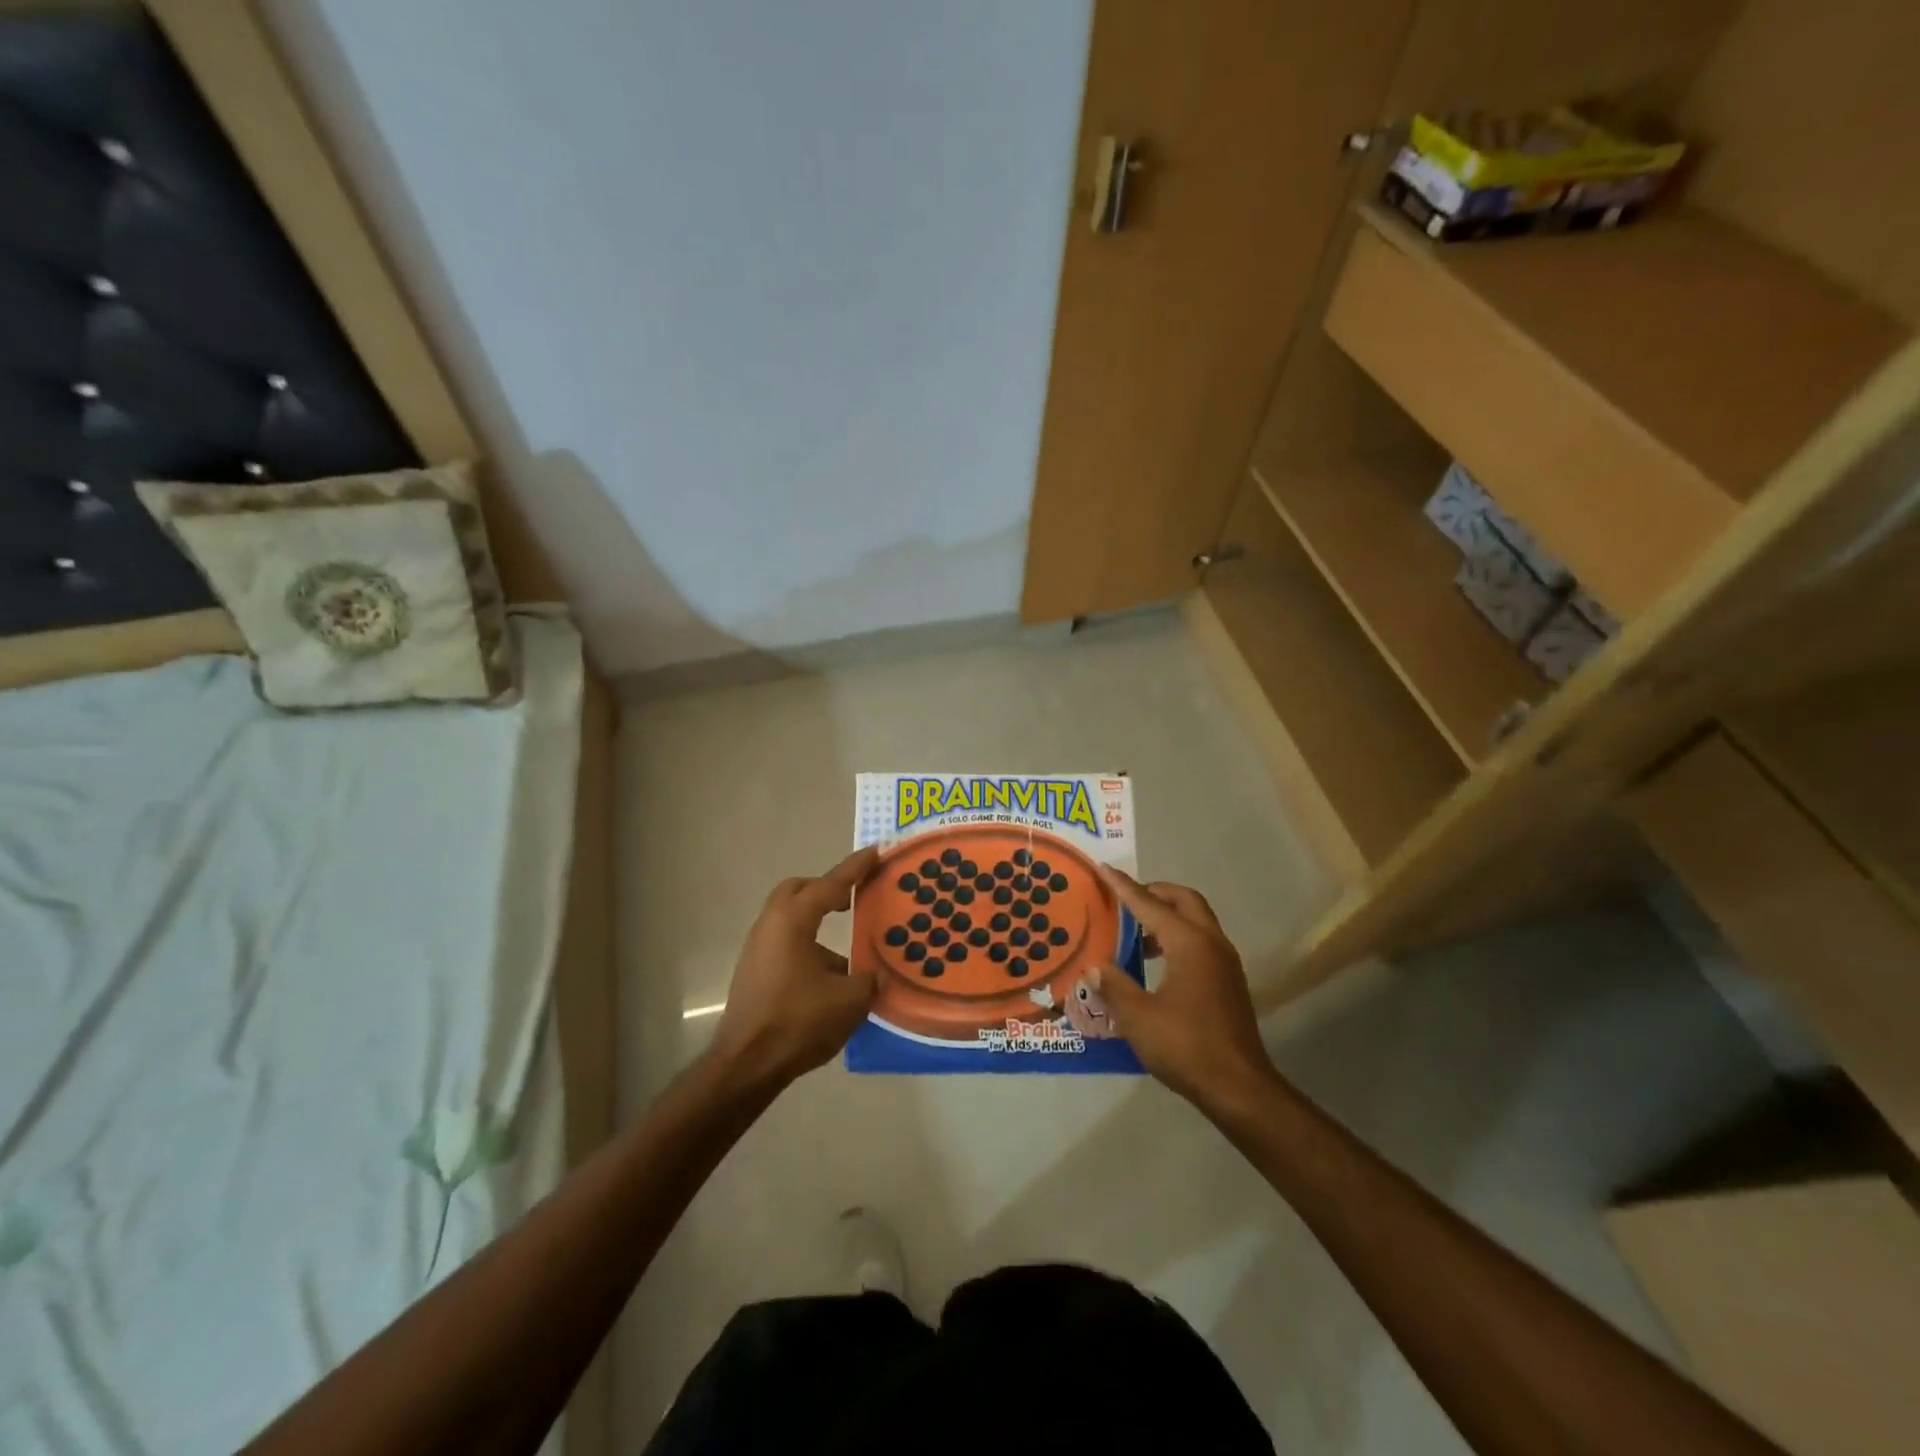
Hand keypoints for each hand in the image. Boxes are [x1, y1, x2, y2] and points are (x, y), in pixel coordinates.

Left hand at [709, 847, 879, 1089]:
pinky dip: (808, 946)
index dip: (855, 868)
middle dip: (826, 888)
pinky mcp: (754, 972)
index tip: (875, 852)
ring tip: (849, 948)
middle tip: (853, 896)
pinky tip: (829, 978)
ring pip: (790, 919)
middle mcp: (771, 926)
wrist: (746, 1065)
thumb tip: (874, 973)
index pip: (830, 884)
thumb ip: (868, 978)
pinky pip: (785, 943)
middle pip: (798, 891)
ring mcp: (758, 949)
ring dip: (816, 922)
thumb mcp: (849, 1000)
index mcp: (793, 920)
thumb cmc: (798, 1022)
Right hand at [1089, 868, 1275, 1112]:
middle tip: (1125, 899)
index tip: (1104, 869)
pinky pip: (1201, 941)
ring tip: (1136, 933)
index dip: (1124, 888)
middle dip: (1154, 892)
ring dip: (1168, 916)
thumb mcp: (1138, 1017)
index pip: (1150, 905)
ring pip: (1196, 920)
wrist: (1239, 1088)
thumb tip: (1095, 967)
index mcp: (1189, 943)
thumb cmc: (1185, 1046)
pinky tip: (1157, 963)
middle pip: (1183, 900)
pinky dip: (1178, 937)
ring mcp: (1225, 962)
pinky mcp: (1229, 981)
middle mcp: (1211, 943)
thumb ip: (1114, 986)